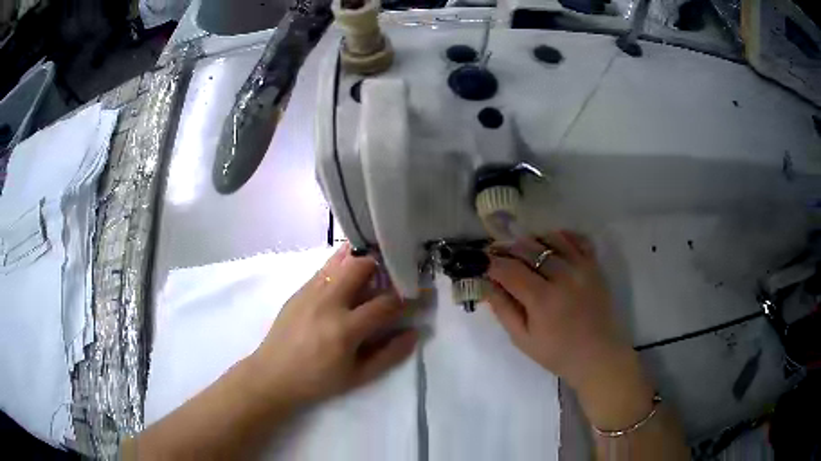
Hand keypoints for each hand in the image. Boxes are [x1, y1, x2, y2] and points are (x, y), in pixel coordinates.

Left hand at [248, 244, 417, 407]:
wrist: (273, 375)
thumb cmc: (318, 381)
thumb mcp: (358, 376)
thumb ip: (389, 354)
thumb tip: (414, 332)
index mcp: (345, 330)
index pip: (385, 303)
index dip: (407, 297)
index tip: (419, 292)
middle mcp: (328, 303)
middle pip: (361, 266)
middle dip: (384, 263)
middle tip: (396, 270)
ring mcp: (310, 292)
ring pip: (341, 259)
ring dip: (363, 257)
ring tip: (376, 263)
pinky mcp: (299, 289)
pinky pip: (325, 267)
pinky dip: (342, 263)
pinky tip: (349, 269)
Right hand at [484, 230, 632, 388]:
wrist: (597, 355)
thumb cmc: (556, 352)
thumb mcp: (522, 339)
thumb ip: (503, 309)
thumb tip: (486, 283)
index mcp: (543, 299)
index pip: (509, 270)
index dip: (491, 263)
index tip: (481, 262)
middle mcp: (563, 277)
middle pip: (528, 248)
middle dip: (507, 248)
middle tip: (497, 254)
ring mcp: (582, 268)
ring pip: (551, 238)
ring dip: (532, 240)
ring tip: (523, 251)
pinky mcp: (595, 266)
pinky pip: (577, 239)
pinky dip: (561, 237)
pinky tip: (551, 246)